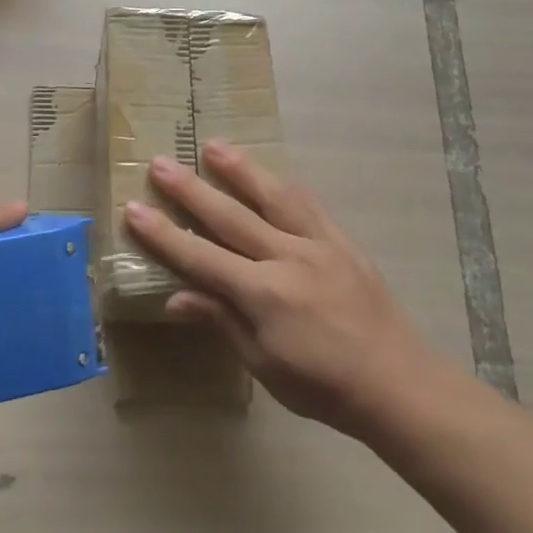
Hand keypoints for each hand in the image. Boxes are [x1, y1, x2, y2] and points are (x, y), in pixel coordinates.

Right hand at [123, 141, 453, 437]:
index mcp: (263, 294)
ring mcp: (318, 244)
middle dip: (190, 190)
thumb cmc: (323, 387)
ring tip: (213, 145)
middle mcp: (287, 258)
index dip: (164, 235)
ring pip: (272, 196)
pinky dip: (284, 185)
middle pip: (230, 217)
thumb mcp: (264, 364)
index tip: (134, 209)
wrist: (398, 383)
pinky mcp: (342, 241)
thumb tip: (176, 298)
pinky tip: (271, 173)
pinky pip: (309, 204)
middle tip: (160, 163)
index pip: (201, 257)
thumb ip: (222, 321)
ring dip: (240, 169)